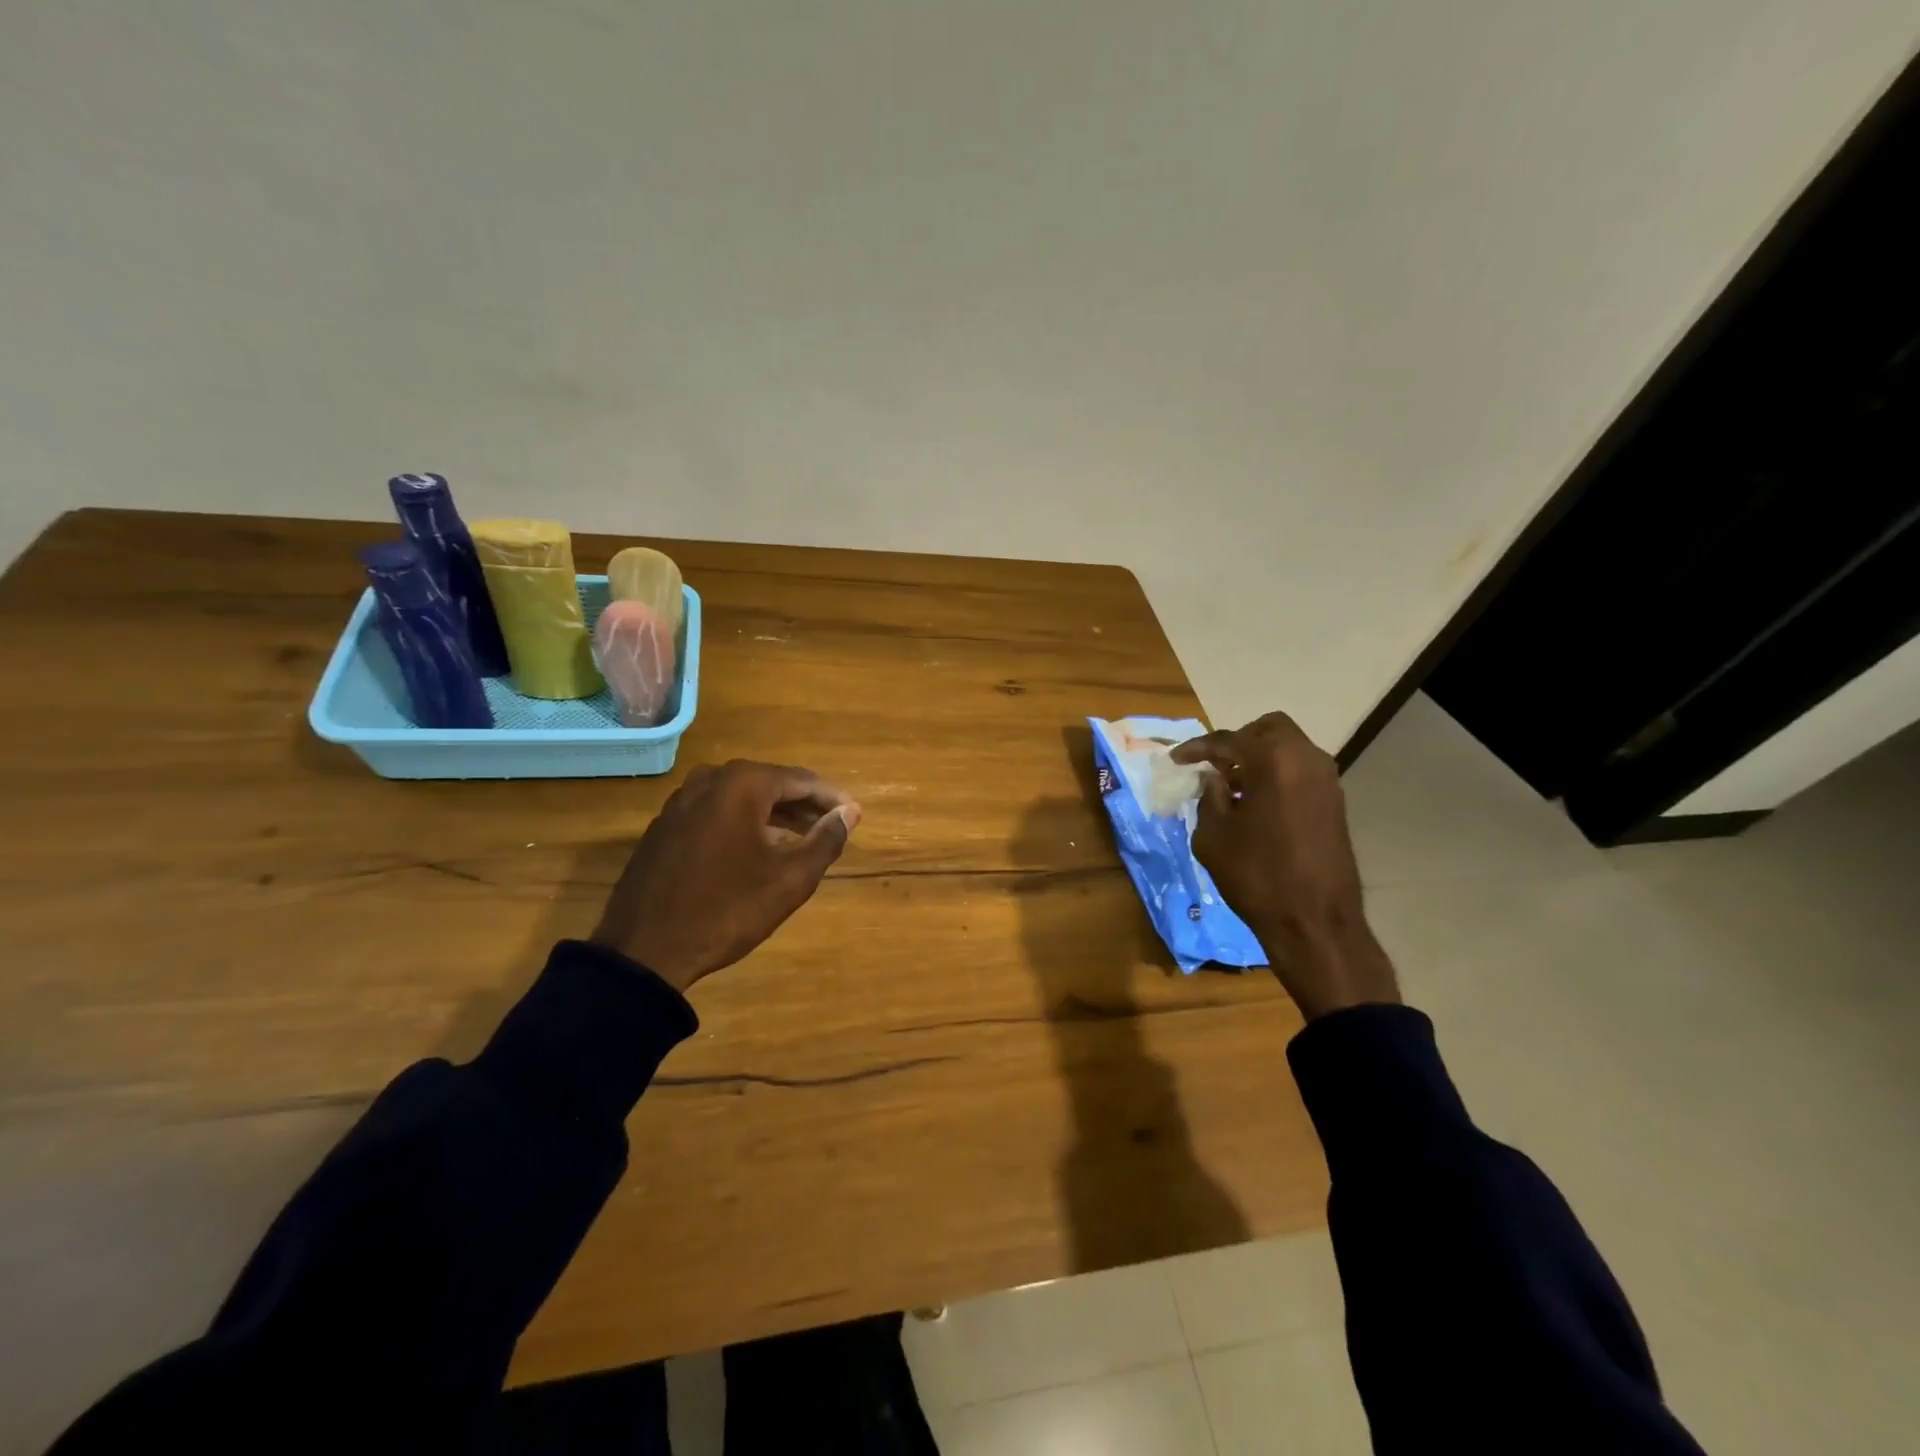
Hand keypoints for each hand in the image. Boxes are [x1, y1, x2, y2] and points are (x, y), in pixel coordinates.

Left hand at [590, 760, 860, 994]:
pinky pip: (716, 813)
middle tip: (832, 828)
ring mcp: (680, 802)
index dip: (832, 799)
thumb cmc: (727, 909)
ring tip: (802, 840)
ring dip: (774, 816)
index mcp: (742, 784)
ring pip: (741, 799)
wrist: (644, 950)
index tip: (855, 816)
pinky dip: (743, 824)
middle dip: (804, 806)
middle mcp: (709, 780)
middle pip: (770, 785)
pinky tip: (757, 850)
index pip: (802, 781)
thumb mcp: (790, 879)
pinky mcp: (664, 826)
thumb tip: (848, 813)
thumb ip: (825, 840)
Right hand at [1172, 713, 1398, 1019]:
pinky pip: (1300, 772)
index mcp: (1274, 760)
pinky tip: (1256, 804)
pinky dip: (1277, 776)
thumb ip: (1210, 798)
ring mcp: (1327, 781)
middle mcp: (1306, 759)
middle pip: (1268, 729)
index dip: (1197, 748)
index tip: (1175, 759)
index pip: (1228, 740)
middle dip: (1237, 742)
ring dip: (1259, 759)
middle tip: (1212, 765)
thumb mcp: (1213, 836)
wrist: (1315, 922)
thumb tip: (1215, 780)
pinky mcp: (1335, 803)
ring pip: (1288, 749)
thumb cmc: (1256, 876)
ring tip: (1231, 787)